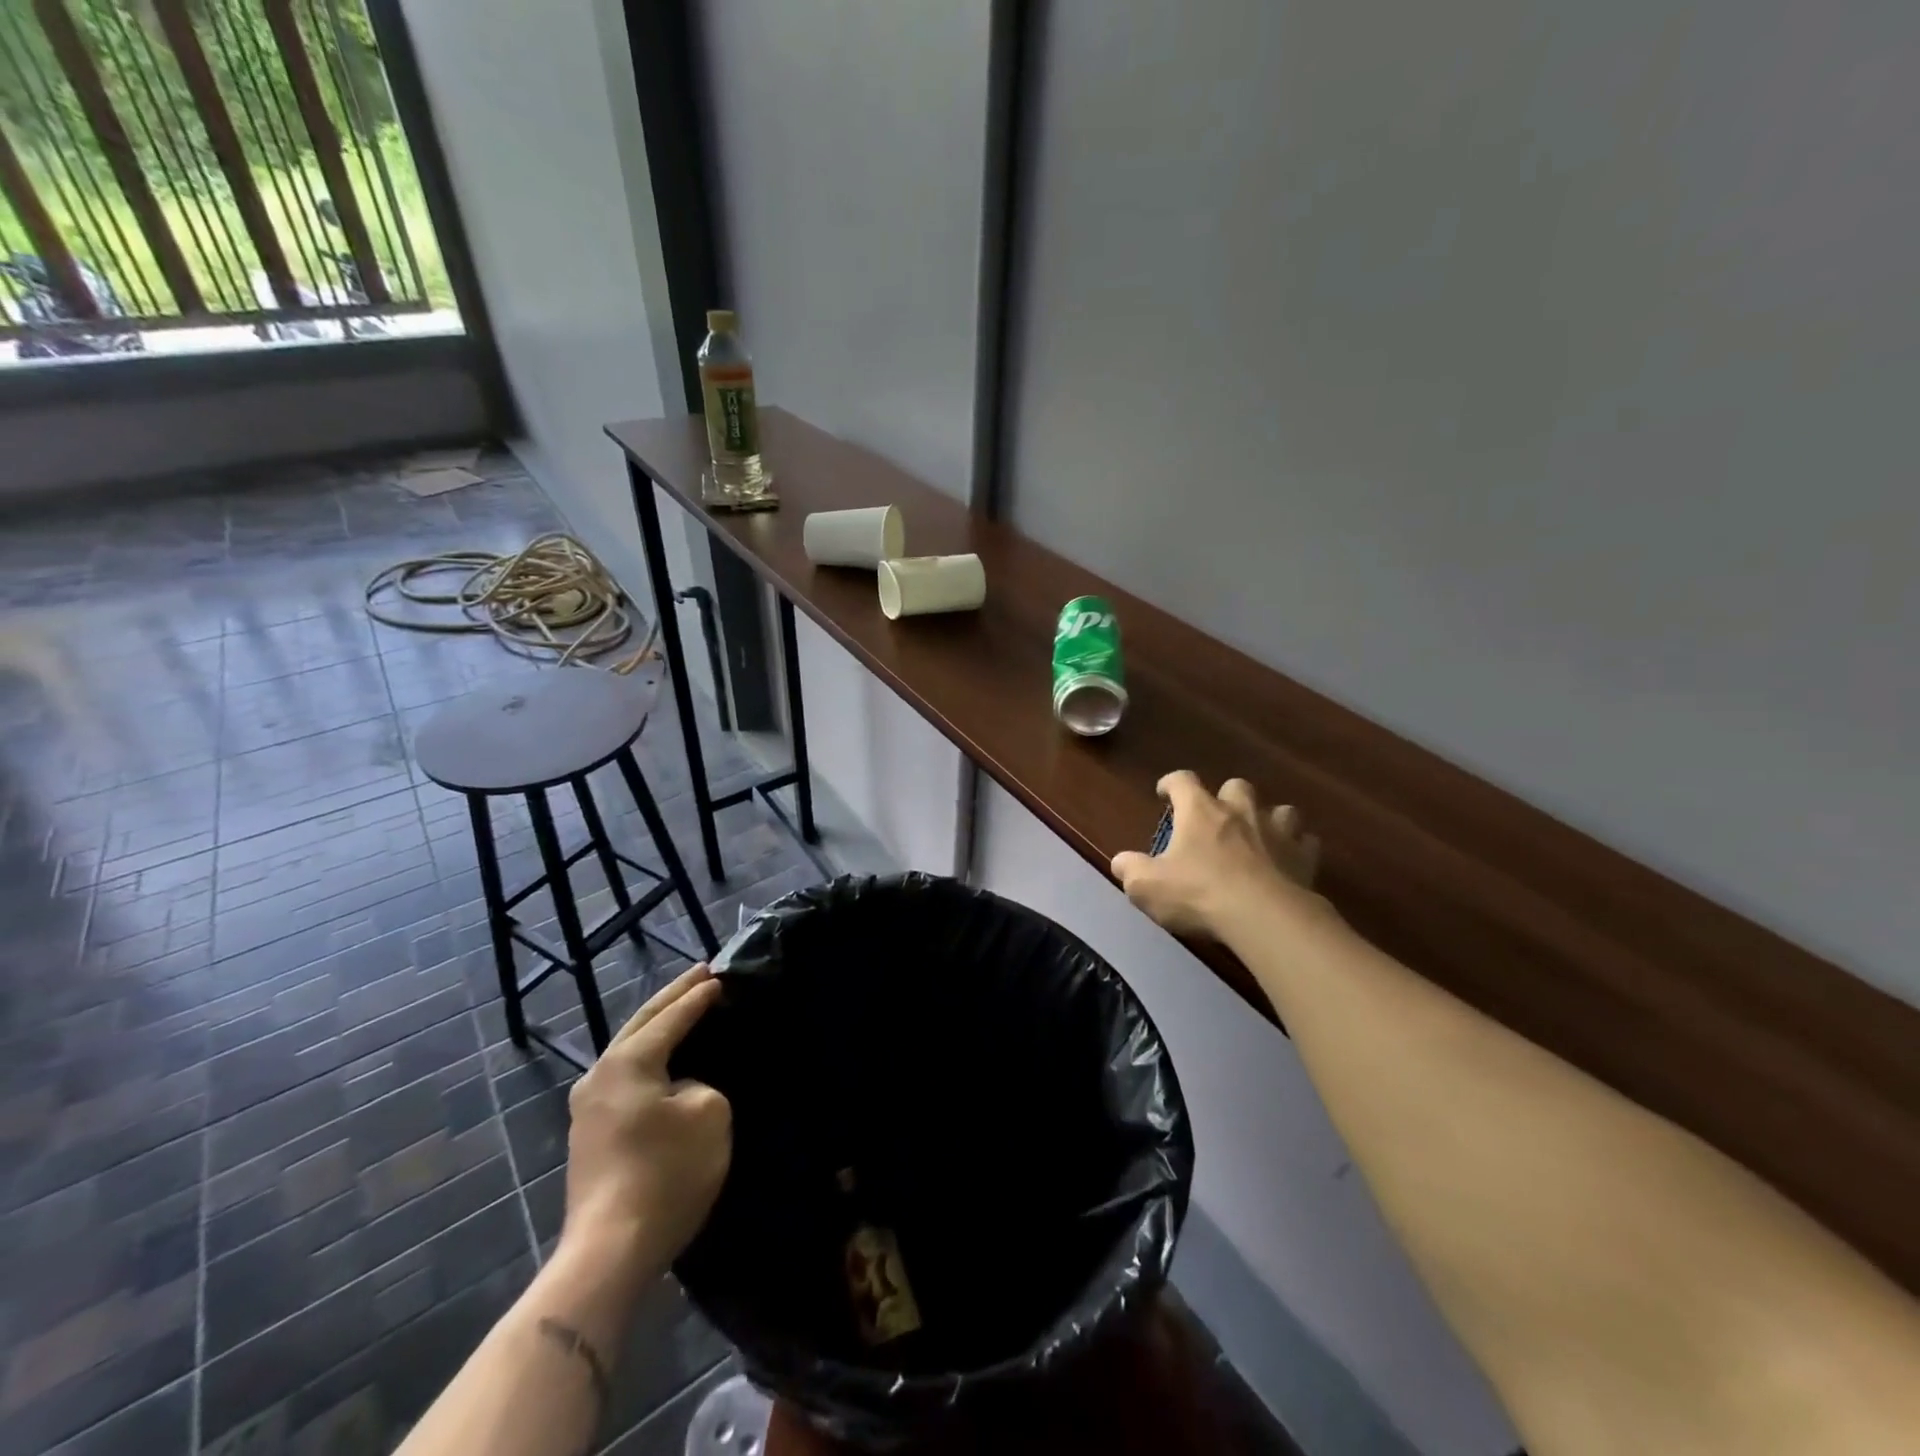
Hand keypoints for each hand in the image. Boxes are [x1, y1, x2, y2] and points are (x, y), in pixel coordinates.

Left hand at [560, 964, 730, 1282]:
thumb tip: (684, 1087)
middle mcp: (600, 1074)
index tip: (723, 974)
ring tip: (687, 1008)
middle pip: (642, 1023)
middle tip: (702, 973)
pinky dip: (651, 1057)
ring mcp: (588, 1107)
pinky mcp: (591, 1134)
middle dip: (673, 997)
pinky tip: (667, 1058)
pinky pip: (627, 1076)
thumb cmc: (665, 1174)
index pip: (671, 1015)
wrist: (609, 1253)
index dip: (700, 994)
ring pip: (631, 1048)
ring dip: (659, 1026)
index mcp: (627, 1061)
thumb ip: (702, 1082)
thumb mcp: (709, 1114)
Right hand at [1111, 771, 1326, 939]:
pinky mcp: (1304, 857)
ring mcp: (1277, 831)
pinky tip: (1289, 862)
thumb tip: (1120, 862)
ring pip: (1280, 809)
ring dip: (1269, 819)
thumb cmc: (1199, 894)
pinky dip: (1297, 848)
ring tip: (1260, 836)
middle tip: (1218, 817)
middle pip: (1236, 786)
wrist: (1263, 917)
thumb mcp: (1147, 887)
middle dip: (1227, 797)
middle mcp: (1240, 811)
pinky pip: (1306, 843)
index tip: (1165, 792)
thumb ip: (1130, 870)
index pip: (1182, 780)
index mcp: (1200, 811)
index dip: (1172, 783)